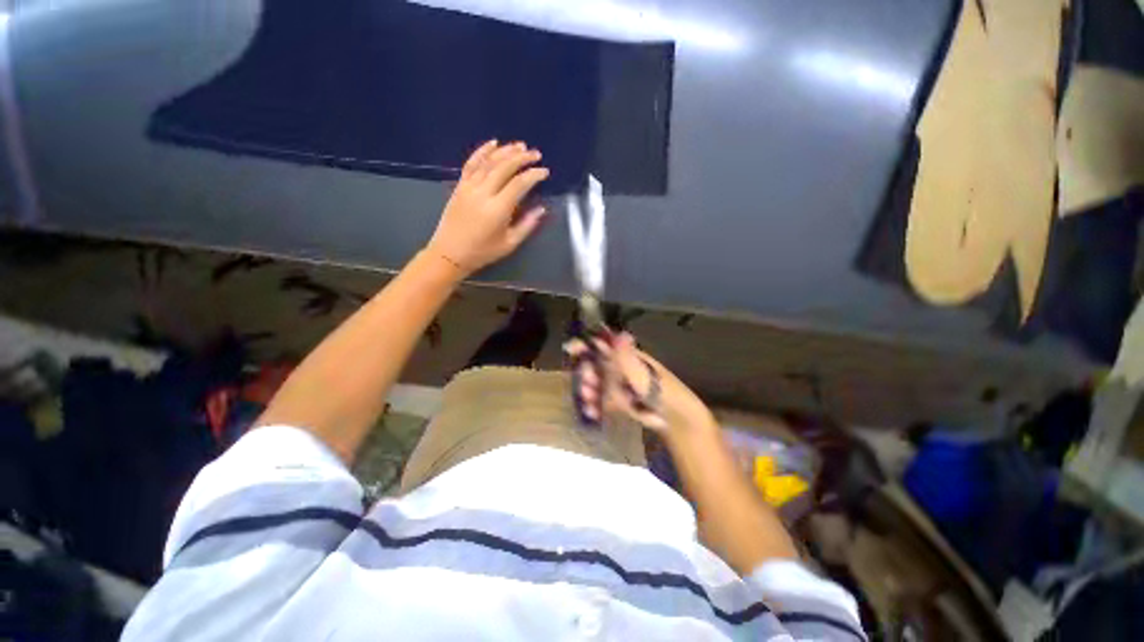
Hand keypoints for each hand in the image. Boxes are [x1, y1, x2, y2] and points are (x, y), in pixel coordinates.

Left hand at [426, 140, 549, 274]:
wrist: (450, 253)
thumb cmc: (483, 252)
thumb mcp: (510, 243)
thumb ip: (527, 225)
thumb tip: (541, 209)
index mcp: (498, 209)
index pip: (519, 184)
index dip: (533, 175)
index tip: (544, 172)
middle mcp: (483, 193)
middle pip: (504, 167)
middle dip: (522, 158)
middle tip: (536, 154)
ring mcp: (469, 187)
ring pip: (489, 162)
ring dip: (506, 151)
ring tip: (520, 146)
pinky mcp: (460, 186)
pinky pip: (471, 163)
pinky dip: (482, 151)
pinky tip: (493, 143)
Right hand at [565, 332, 714, 436]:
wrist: (673, 417)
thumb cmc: (660, 389)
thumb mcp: (642, 373)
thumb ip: (627, 357)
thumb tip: (620, 333)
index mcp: (624, 354)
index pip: (600, 343)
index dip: (584, 344)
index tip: (570, 349)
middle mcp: (617, 366)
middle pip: (593, 364)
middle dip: (585, 373)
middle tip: (586, 385)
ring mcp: (615, 383)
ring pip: (594, 383)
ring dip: (587, 391)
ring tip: (588, 402)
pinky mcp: (615, 400)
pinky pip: (600, 400)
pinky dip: (594, 406)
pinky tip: (592, 413)